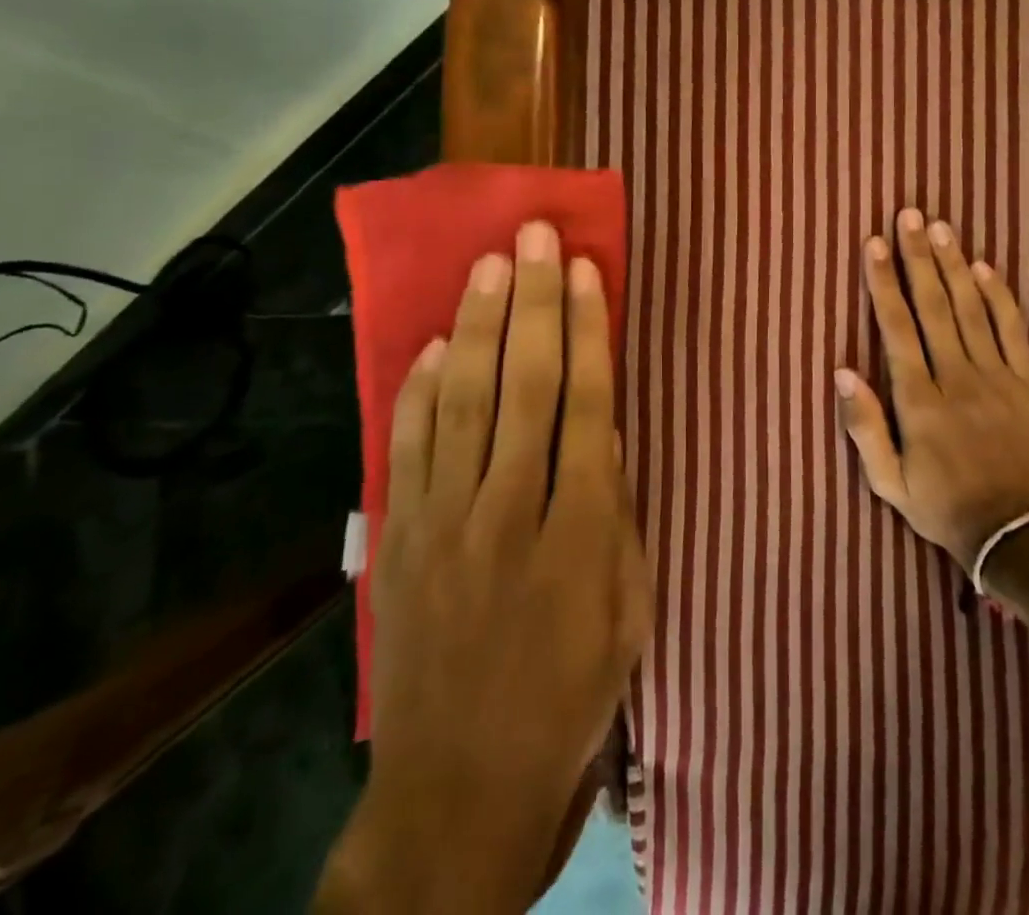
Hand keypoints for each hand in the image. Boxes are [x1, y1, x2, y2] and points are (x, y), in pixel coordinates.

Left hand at [322, 221, 651, 914]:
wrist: (460, 791)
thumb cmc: (569, 697)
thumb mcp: (628, 611)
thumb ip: (618, 514)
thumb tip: (608, 429)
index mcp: (579, 532)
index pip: (587, 404)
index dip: (588, 331)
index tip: (587, 271)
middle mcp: (509, 512)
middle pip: (525, 386)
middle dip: (535, 303)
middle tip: (535, 237)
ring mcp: (445, 523)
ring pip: (465, 402)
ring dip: (480, 327)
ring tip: (491, 265)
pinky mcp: (400, 541)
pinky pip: (409, 449)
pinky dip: (421, 391)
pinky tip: (438, 344)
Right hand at [834, 209, 1028, 572]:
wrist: (1019, 537)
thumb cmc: (944, 507)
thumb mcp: (889, 483)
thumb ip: (863, 426)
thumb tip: (842, 370)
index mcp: (919, 401)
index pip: (897, 328)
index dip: (884, 283)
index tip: (875, 243)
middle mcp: (957, 379)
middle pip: (934, 306)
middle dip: (917, 257)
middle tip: (908, 215)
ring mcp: (998, 379)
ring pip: (972, 310)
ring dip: (954, 265)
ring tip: (940, 227)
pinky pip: (1014, 332)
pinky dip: (1000, 297)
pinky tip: (986, 267)